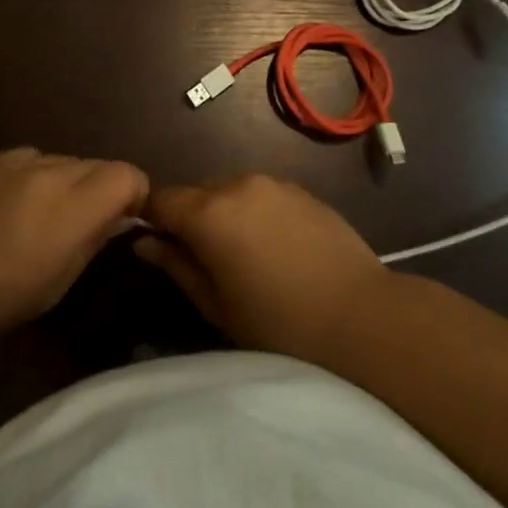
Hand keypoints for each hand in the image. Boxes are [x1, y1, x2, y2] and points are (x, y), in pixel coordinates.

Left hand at [0, 148, 148, 348]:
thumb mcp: (55, 285)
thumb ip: (92, 241)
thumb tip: (115, 217)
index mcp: (70, 207)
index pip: (127, 174)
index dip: (134, 195)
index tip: (122, 222)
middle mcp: (48, 172)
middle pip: (98, 164)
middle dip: (103, 190)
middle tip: (83, 226)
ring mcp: (15, 161)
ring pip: (66, 160)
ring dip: (70, 183)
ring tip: (43, 217)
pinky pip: (32, 159)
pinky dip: (38, 176)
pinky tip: (13, 205)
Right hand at [135, 175, 395, 363]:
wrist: (363, 319)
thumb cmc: (279, 325)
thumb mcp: (216, 304)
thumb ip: (176, 265)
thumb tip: (144, 242)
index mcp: (209, 212)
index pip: (160, 199)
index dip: (150, 219)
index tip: (153, 245)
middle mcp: (237, 184)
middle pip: (195, 191)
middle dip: (187, 216)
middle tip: (199, 257)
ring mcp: (273, 183)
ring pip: (228, 189)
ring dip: (221, 211)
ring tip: (238, 253)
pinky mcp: (302, 190)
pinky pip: (261, 193)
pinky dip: (252, 210)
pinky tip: (271, 245)